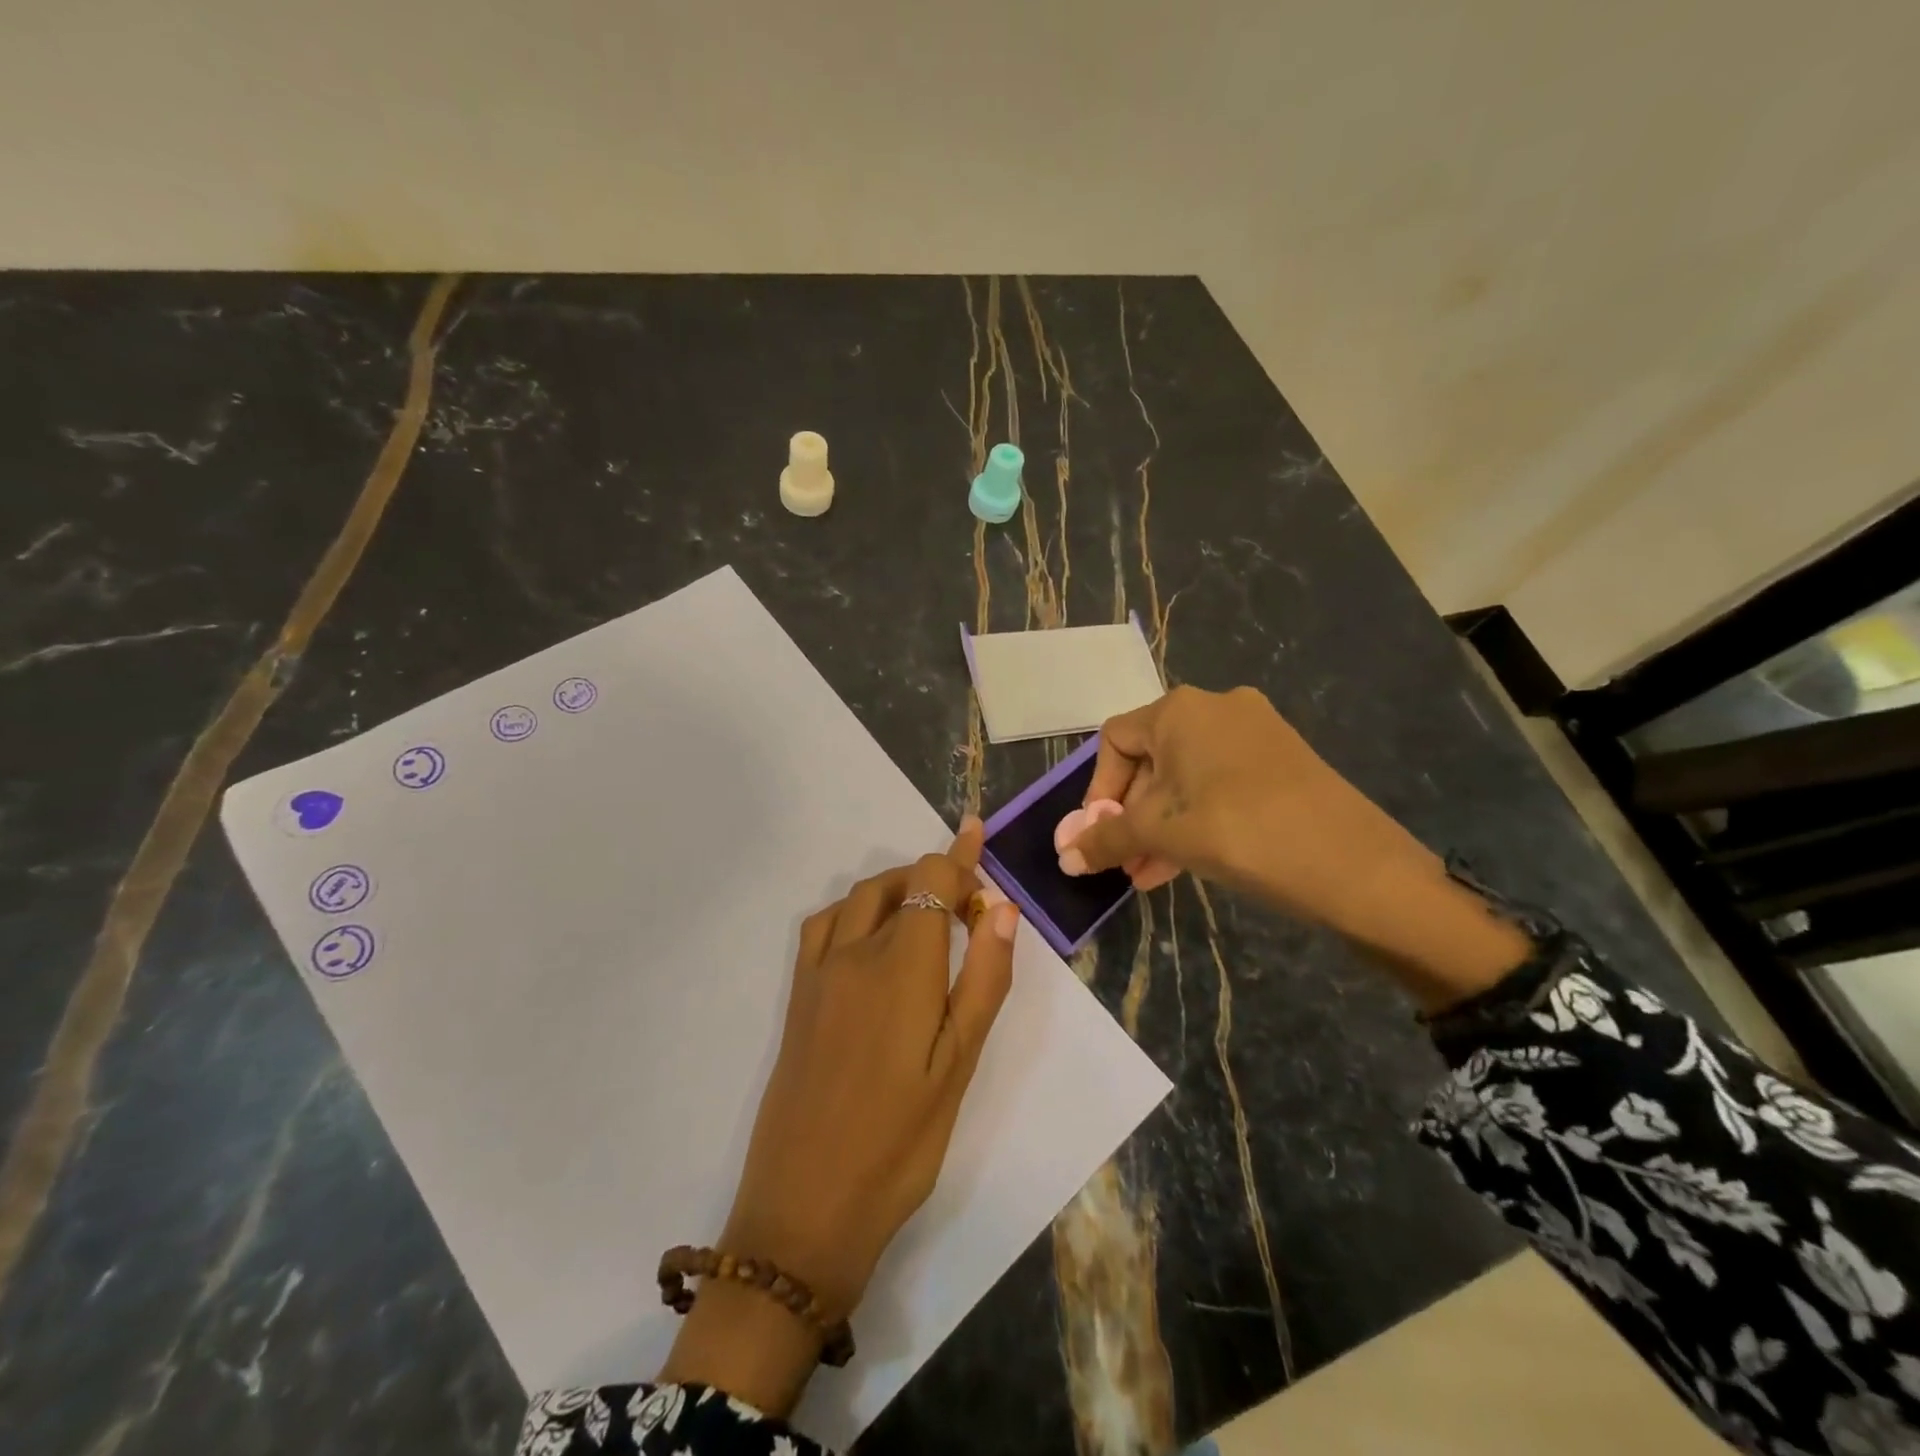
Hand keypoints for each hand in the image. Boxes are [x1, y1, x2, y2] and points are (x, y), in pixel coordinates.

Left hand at [660, 818, 1018, 1414]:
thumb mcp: (959, 1066)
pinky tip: (871, 939)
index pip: (930, 880)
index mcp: (901, 965)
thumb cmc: (899, 1143)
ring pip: (858, 900)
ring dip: (894, 889)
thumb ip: (983, 980)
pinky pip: (822, 926)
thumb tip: (1000, 909)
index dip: (958, 854)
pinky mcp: (798, 997)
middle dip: (933, 876)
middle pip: (894, 883)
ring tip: (927, 914)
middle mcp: (853, 953)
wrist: (804, 1207)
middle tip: (968, 906)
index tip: (978, 835)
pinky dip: (854, 911)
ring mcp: (817, 973)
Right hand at [1061, 686, 1423, 922]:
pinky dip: (1195, 818)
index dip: (1098, 789)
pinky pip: (1219, 785)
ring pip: (1185, 778)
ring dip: (1160, 825)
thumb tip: (1063, 855)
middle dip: (1130, 815)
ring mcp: (1254, 733)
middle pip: (1150, 759)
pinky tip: (1184, 863)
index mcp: (1180, 710)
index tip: (1098, 833)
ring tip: (1147, 874)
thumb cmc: (1241, 832)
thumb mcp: (1163, 835)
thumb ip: (1107, 838)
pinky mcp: (1281, 761)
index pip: (1115, 740)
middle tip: (1122, 860)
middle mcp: (1216, 708)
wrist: (1356, 864)